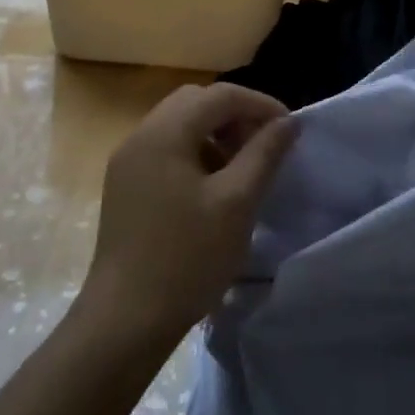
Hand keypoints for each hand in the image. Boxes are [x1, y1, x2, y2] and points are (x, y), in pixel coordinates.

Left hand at [81, 83, 296, 347]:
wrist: (125, 320)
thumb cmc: (187, 258)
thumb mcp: (236, 203)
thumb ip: (264, 154)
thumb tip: (288, 122)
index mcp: (164, 133)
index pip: (220, 95)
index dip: (260, 104)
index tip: (290, 130)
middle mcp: (140, 137)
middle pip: (195, 103)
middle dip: (235, 116)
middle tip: (264, 146)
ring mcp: (127, 163)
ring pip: (179, 126)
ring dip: (215, 135)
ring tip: (243, 169)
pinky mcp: (124, 187)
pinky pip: (165, 151)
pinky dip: (195, 154)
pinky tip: (213, 190)